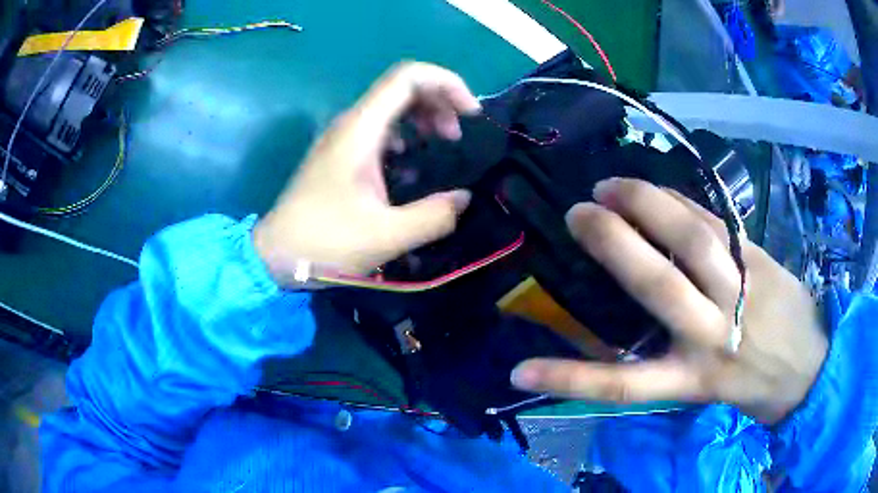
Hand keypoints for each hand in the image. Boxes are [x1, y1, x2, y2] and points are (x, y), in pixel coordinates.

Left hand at [254, 62, 479, 283]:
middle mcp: (350, 123)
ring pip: (391, 106)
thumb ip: (434, 216)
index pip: (408, 77)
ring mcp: (342, 137)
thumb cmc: (326, 243)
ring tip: (442, 142)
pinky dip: (405, 133)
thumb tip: (464, 199)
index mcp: (361, 130)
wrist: (276, 255)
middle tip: (456, 135)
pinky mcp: (339, 153)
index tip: (471, 114)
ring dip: (423, 116)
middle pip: (402, 87)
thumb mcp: (387, 236)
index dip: (447, 83)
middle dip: (439, 101)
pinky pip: (379, 128)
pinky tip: (410, 162)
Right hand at [511, 178, 827, 424]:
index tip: (520, 369)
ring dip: (649, 205)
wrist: (811, 366)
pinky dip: (684, 204)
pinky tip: (659, 190)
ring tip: (613, 186)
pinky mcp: (760, 260)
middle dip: (613, 244)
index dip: (569, 377)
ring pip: (692, 239)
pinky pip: (716, 225)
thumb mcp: (708, 388)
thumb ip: (672, 357)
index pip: (622, 383)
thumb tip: (632, 321)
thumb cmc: (756, 386)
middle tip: (576, 213)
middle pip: (658, 284)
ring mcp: (742, 292)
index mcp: (693, 378)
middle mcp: (713, 335)